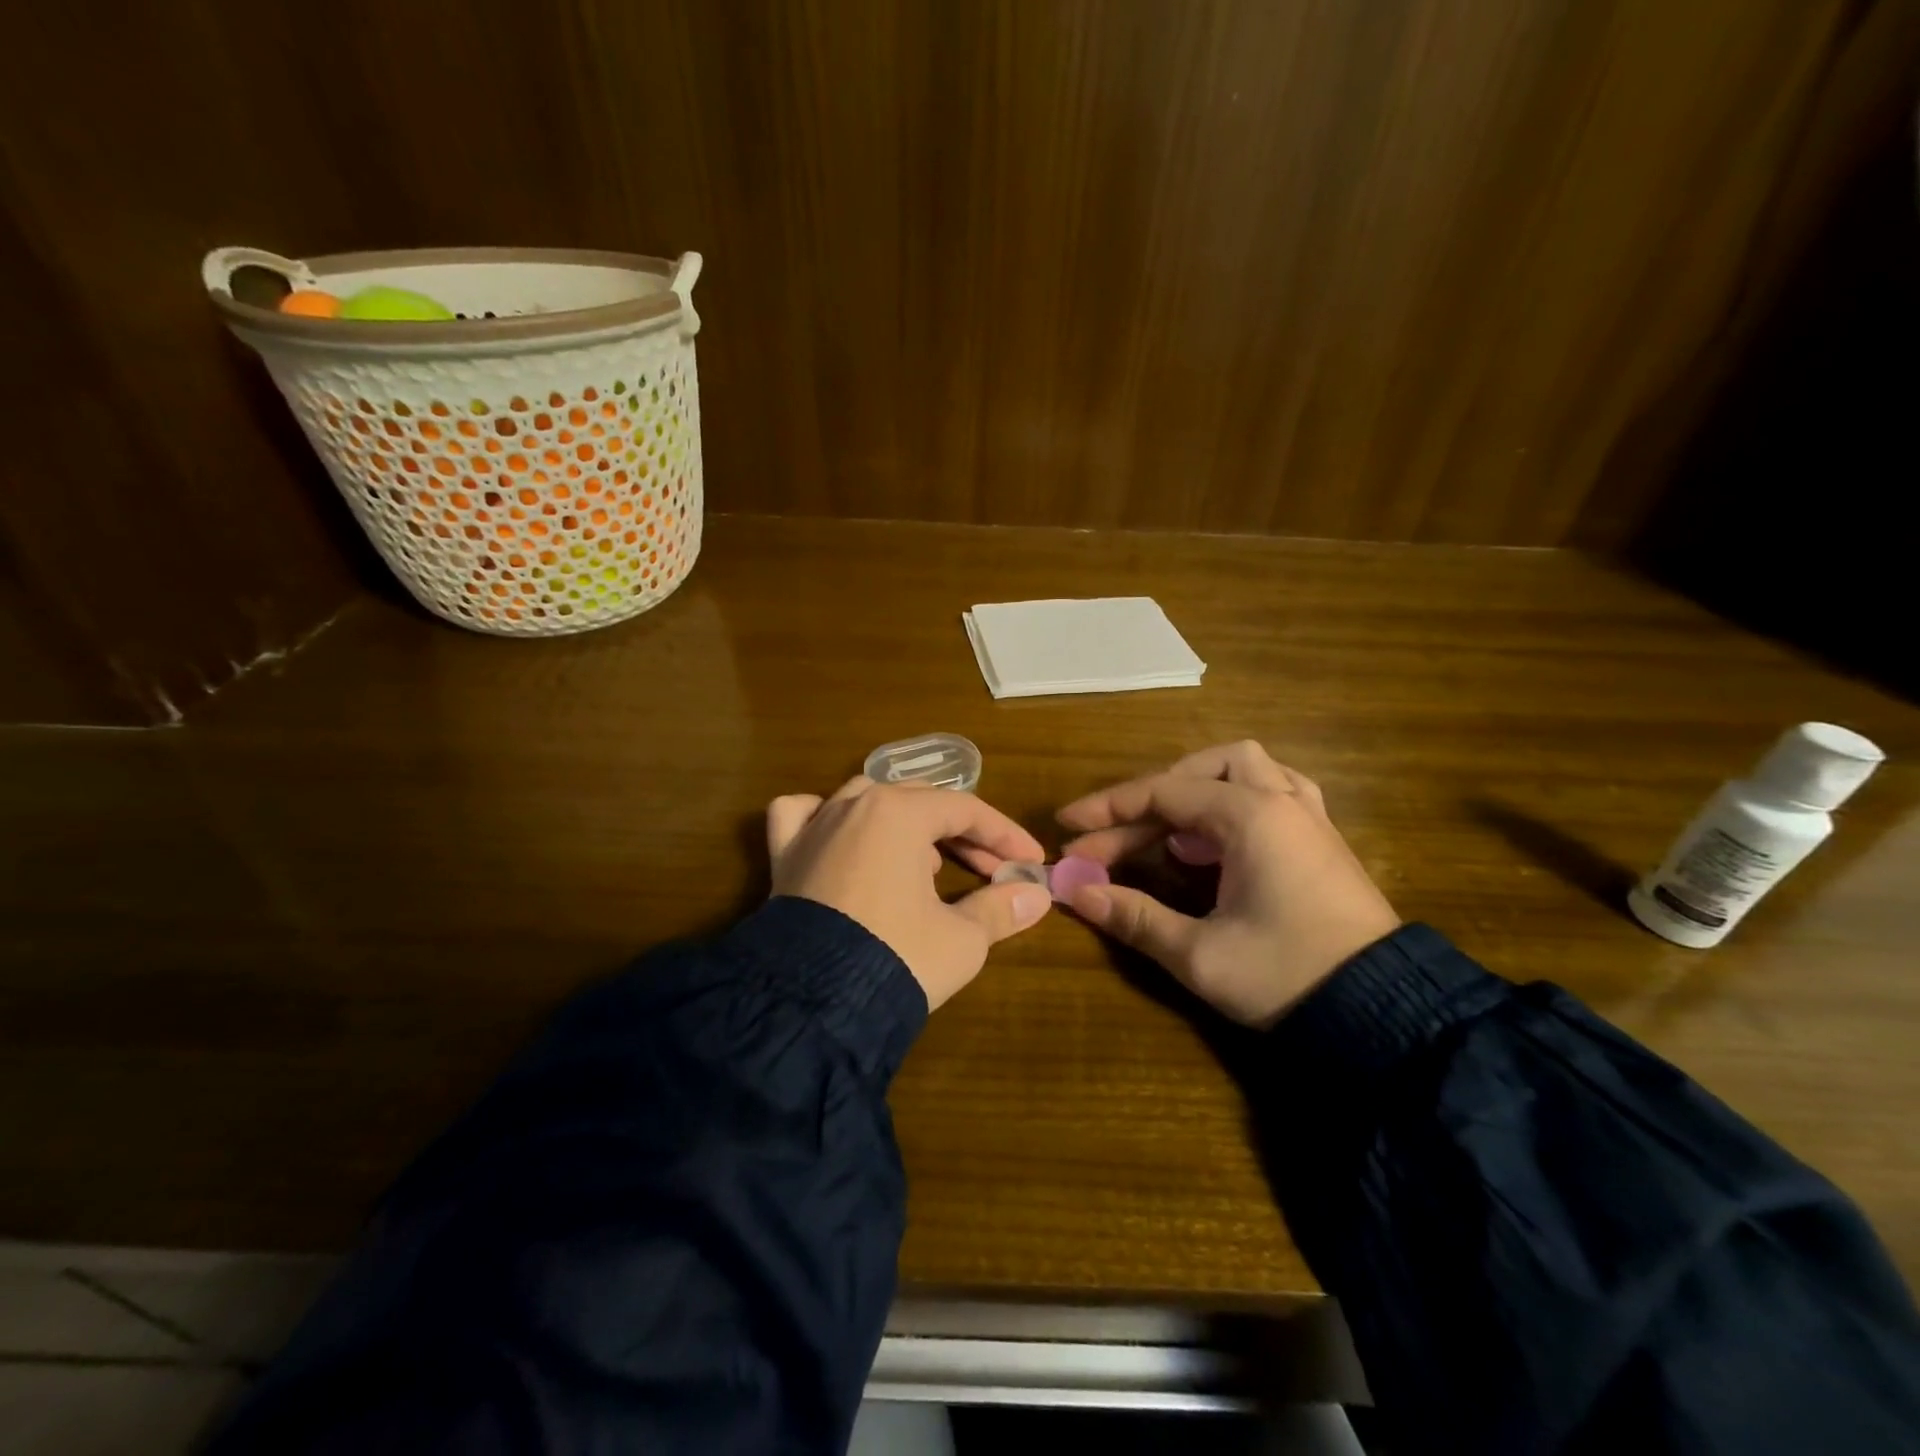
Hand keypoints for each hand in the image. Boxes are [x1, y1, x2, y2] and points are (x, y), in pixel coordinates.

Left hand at [766, 777, 1051, 1009]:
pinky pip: (800, 816)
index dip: (1004, 835)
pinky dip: (822, 816)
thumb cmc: (898, 957)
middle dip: (963, 834)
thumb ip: (1000, 908)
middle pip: (921, 802)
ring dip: (905, 823)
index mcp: (900, 813)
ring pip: (867, 800)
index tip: (1030, 860)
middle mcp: (854, 806)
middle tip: (993, 871)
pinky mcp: (784, 857)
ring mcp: (814, 828)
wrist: (811, 1006)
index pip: (966, 810)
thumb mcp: (962, 938)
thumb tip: (1035, 895)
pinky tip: (839, 833)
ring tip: (926, 862)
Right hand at [1058, 741, 1399, 1027]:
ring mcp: (1309, 817)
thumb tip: (1076, 892)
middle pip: (1202, 770)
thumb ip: (1134, 917)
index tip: (1066, 825)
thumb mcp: (1199, 954)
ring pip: (1246, 769)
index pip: (1163, 794)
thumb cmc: (1288, 976)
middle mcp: (1282, 801)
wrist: (1387, 1015)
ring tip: (1167, 823)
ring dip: (1198, 786)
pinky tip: (1221, 833)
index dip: (1107, 808)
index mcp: (1251, 817)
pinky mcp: (1322, 840)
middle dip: (1150, 796)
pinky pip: (1275, 791)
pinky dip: (1236, 798)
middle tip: (1115, 834)